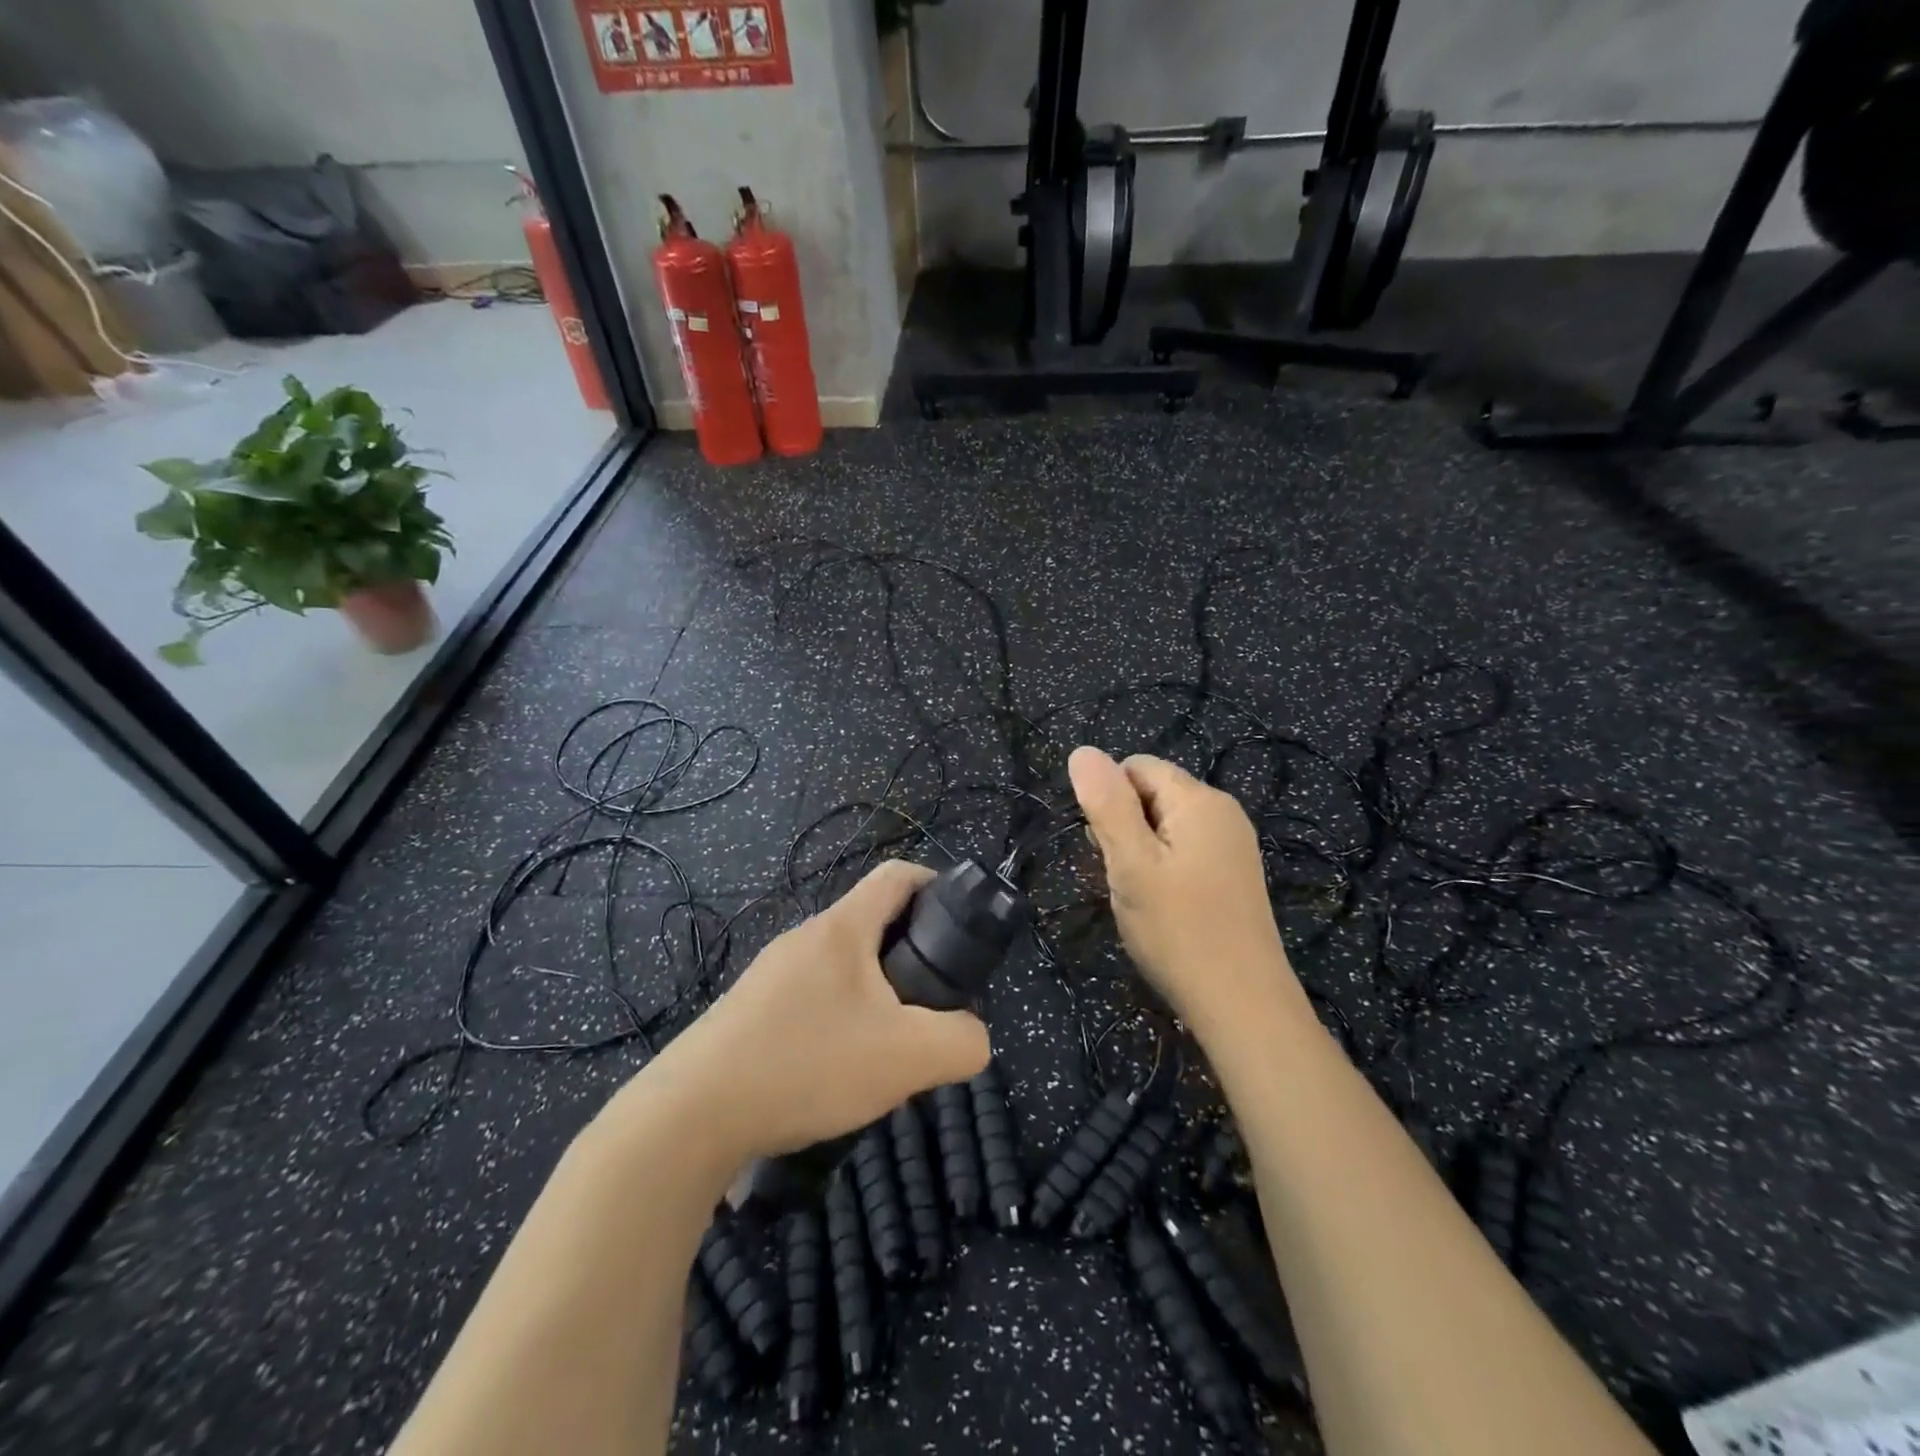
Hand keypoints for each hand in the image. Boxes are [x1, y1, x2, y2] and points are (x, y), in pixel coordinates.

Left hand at [627, 861, 991, 1164]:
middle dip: (910, 957)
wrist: (691, 1115)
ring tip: (885, 1050)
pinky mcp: (748, 1010)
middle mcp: (804, 938)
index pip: (896, 876)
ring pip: (841, 969)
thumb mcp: (907, 1057)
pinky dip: (838, 1021)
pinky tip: (835, 1072)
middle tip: (929, 1007)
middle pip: (872, 925)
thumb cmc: (806, 1064)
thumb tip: (971, 1036)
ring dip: (873, 995)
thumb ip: (962, 1042)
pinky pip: (811, 1000)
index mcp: (842, 929)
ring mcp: (771, 974)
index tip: (959, 924)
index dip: (935, 884)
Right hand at [1068, 746, 1302, 1041]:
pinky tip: (1162, 907)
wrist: (1243, 1005)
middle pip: (1152, 794)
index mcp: (1200, 799)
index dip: (1109, 800)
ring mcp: (1232, 845)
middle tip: (1122, 878)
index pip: (1136, 767)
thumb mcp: (1131, 864)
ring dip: (1140, 852)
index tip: (1106, 848)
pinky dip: (1162, 870)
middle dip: (1124, 828)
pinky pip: (1184, 851)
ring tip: (1140, 897)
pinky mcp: (1233, 875)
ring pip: (1165, 827)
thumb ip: (1106, 804)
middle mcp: (1223, 812)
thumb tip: (1082, 751)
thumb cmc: (1179, 930)